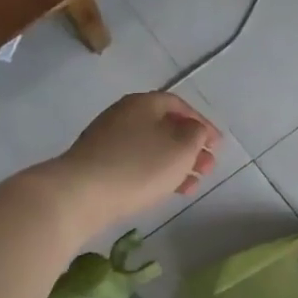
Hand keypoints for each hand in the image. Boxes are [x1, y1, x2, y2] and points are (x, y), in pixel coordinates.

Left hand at [53, 91, 221, 228]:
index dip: (203, 124)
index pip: (180, 106)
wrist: (79, 194)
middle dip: (191, 147)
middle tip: (208, 167)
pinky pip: (136, 163)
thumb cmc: (139, 166)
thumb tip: (194, 130)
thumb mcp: (181, 147)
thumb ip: (196, 134)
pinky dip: (155, 174)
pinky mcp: (98, 164)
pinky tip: (166, 191)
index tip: (217, 145)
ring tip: (192, 185)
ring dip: (176, 164)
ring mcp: (107, 139)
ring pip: (152, 148)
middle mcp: (124, 115)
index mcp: (144, 103)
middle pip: (165, 127)